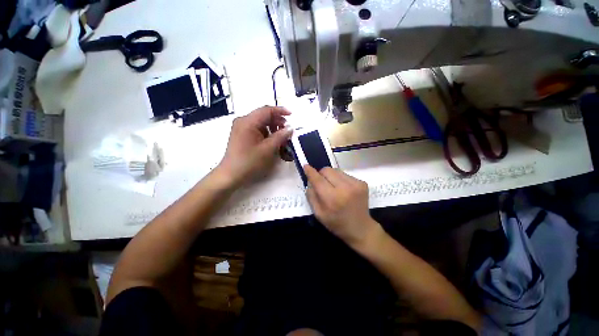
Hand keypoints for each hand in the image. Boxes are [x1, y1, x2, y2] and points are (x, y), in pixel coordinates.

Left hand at [218, 106, 292, 184]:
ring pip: (260, 123)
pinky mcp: (241, 135)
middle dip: (277, 121)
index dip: (280, 111)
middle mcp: (243, 121)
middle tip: (287, 130)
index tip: (291, 115)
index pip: (266, 110)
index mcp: (248, 121)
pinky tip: (272, 141)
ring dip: (272, 128)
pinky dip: (266, 133)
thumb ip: (280, 136)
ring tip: (281, 137)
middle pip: (263, 116)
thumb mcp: (268, 149)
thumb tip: (290, 128)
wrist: (231, 175)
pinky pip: (256, 129)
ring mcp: (241, 128)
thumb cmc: (250, 161)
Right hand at [303, 165, 382, 249]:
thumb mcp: (319, 214)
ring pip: (336, 170)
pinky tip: (343, 189)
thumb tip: (310, 181)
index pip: (318, 180)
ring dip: (331, 176)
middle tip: (322, 184)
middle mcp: (345, 188)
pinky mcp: (362, 183)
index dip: (310, 172)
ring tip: (334, 187)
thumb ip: (311, 196)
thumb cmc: (337, 224)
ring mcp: (356, 184)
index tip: (306, 166)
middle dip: (321, 174)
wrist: (361, 228)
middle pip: (327, 170)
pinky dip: (340, 179)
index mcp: (332, 198)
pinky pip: (345, 174)